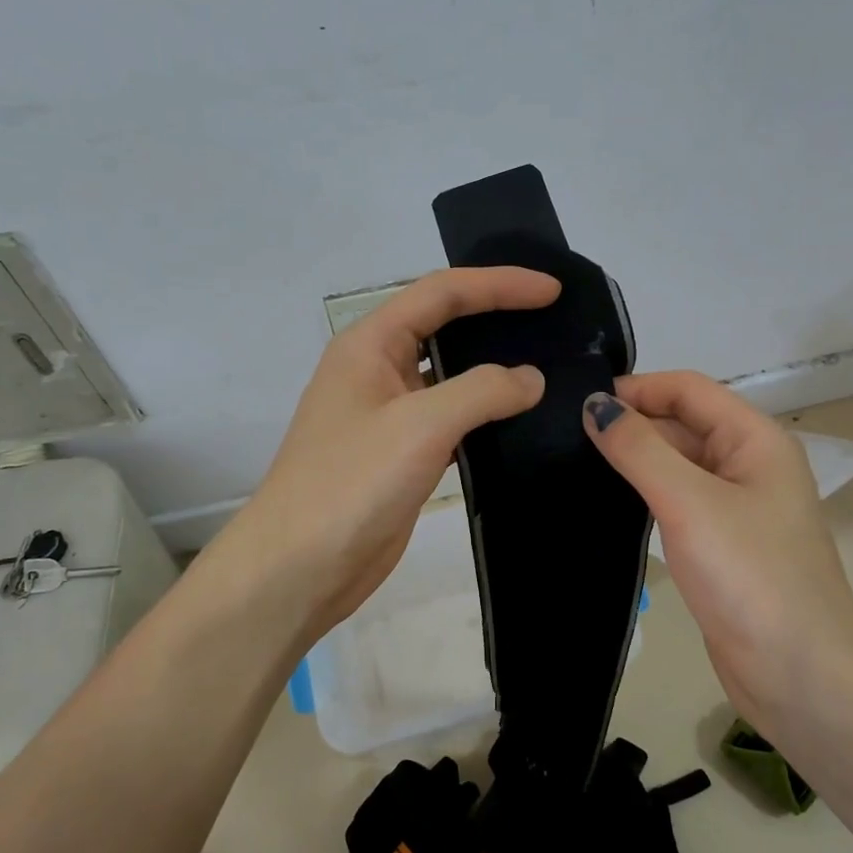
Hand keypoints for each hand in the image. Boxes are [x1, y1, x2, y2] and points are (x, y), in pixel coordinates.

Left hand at [219, 267, 558, 646]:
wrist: (298, 569)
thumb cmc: (350, 484)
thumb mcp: (419, 425)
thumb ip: (482, 391)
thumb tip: (531, 378)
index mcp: (368, 344)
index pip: (441, 293)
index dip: (498, 284)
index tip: (552, 290)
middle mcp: (377, 370)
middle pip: (444, 326)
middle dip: (497, 317)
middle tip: (555, 321)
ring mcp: (388, 415)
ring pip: (450, 377)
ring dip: (493, 370)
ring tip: (549, 366)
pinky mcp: (401, 455)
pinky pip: (451, 420)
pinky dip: (485, 416)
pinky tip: (522, 421)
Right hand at [582, 371, 852, 733]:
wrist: (799, 674)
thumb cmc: (749, 575)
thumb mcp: (689, 502)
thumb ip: (639, 448)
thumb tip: (594, 406)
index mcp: (754, 440)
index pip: (688, 389)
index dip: (637, 389)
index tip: (579, 405)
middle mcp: (748, 464)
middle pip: (682, 423)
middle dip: (630, 424)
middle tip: (564, 436)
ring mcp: (735, 507)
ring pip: (676, 464)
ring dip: (633, 459)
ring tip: (573, 463)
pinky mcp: (719, 545)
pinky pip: (676, 502)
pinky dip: (643, 494)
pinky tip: (606, 502)